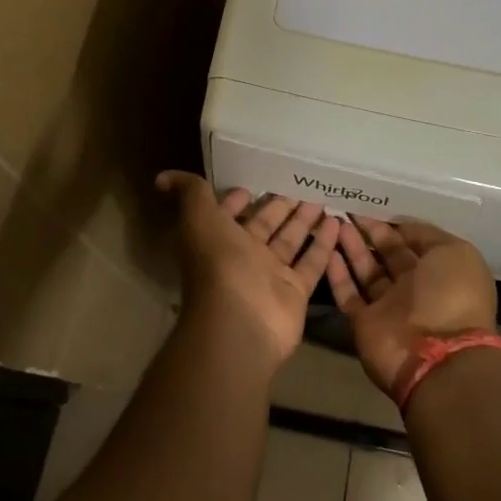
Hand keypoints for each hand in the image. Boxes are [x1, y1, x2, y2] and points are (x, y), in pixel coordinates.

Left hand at [157, 172, 341, 369]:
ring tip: (324, 195)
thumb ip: (189, 194)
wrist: (240, 324)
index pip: (230, 213)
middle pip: (266, 224)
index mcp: (219, 238)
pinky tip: (338, 222)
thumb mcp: (199, 219)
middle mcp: (244, 256)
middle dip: (281, 204)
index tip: (258, 179)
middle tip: (302, 181)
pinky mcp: (295, 291)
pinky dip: (324, 244)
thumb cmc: (219, 265)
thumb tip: (162, 176)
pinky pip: (312, 263)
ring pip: (290, 240)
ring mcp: (271, 275)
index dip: (240, 198)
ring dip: (305, 219)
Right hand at [326, 219, 498, 397]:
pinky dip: (337, 273)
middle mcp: (414, 287)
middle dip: (369, 230)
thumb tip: (401, 225)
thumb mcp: (454, 252)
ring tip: (334, 221)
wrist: (436, 356)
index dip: (394, 222)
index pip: (413, 241)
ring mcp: (389, 306)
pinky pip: (348, 294)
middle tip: (347, 207)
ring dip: (351, 246)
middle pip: (387, 253)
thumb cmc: (451, 296)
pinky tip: (327, 249)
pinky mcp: (365, 322)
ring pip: (366, 270)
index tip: (373, 202)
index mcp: (439, 270)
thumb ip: (426, 235)